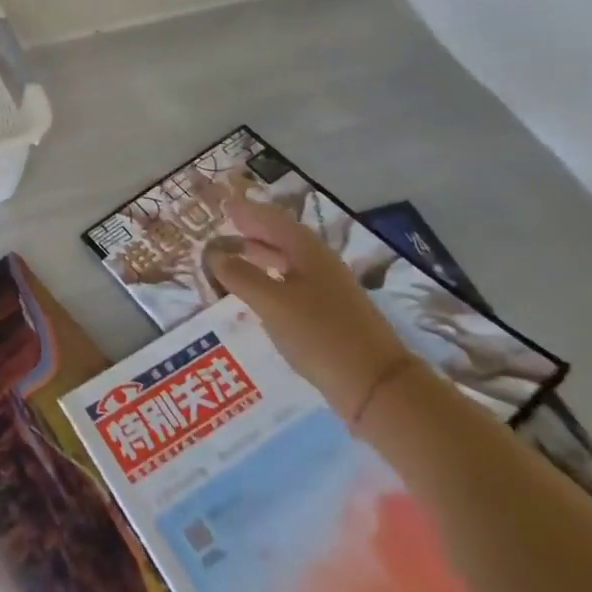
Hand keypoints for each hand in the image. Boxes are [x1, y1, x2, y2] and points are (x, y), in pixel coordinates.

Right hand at [204, 197, 415, 421]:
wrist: (378, 386)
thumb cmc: (320, 334)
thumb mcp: (272, 303)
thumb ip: (240, 275)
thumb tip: (214, 254)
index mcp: (307, 251)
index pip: (272, 220)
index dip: (248, 211)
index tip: (225, 204)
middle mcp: (320, 264)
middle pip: (283, 238)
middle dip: (255, 230)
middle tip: (227, 225)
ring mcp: (329, 290)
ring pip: (289, 261)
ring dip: (263, 253)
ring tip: (237, 254)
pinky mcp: (331, 315)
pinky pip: (294, 283)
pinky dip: (272, 277)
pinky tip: (261, 291)